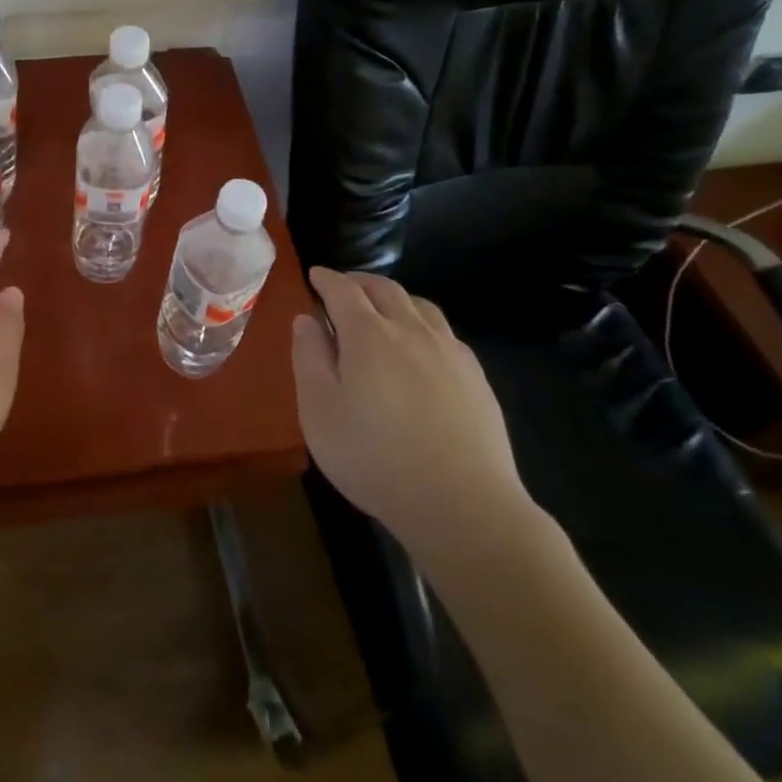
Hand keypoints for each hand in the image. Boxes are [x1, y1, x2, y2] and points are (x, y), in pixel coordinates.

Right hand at [293, 268, 535, 569]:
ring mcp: (449, 351)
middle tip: (343, 288)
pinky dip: (422, 324)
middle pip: (384, 288)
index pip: (343, 290)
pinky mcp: (475, 376)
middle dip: (359, 282)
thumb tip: (306, 319)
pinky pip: (444, 332)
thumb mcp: (319, 412)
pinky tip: (420, 348)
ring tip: (382, 311)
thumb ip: (309, 358)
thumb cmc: (376, 459)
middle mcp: (411, 330)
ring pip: (419, 305)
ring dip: (394, 298)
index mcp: (368, 335)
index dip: (326, 279)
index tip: (314, 275)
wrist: (464, 506)